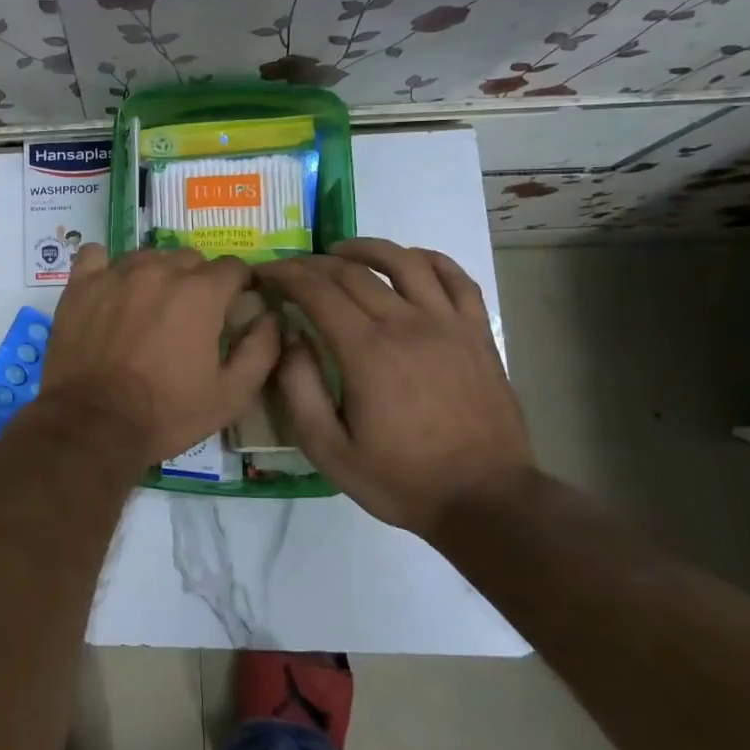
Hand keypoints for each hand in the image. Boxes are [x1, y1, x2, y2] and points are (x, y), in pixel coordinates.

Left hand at [40, 245, 281, 468]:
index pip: (233, 267)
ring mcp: (116, 274)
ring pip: (147, 256)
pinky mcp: (81, 285)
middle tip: (189, 316)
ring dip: (155, 274)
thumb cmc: (166, 412)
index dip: (238, 286)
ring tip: (149, 307)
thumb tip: (271, 317)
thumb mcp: (231, 395)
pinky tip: (109, 289)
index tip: (233, 306)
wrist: (93, 424)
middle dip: (197, 281)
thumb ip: (261, 350)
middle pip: (189, 259)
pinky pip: (96, 256)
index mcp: (201, 293)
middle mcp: (159, 271)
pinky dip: (106, 268)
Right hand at [253, 239, 533, 533]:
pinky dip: (428, 259)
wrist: (486, 500)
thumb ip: (299, 390)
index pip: (317, 291)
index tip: (264, 273)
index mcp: (367, 352)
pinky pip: (456, 278)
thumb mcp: (328, 450)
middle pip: (352, 272)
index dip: (284, 274)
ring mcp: (449, 324)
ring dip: (366, 248)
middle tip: (290, 270)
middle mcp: (407, 324)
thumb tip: (291, 338)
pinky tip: (409, 262)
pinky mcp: (478, 333)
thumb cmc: (400, 479)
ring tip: (342, 252)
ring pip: (404, 262)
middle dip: (312, 264)